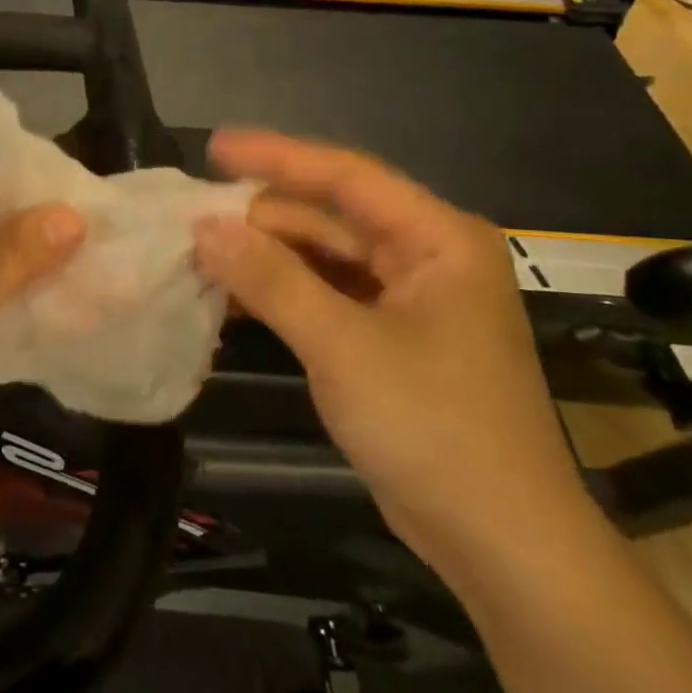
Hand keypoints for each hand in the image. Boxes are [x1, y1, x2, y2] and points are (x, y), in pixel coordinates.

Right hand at [192, 130, 594, 579]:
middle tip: (190, 217)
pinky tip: (231, 298)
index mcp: (437, 239)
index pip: (346, 177)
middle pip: (330, 218)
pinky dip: (281, 295)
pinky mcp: (390, 339)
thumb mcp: (343, 346)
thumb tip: (203, 227)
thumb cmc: (434, 428)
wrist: (501, 545)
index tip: (213, 147)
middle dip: (261, 217)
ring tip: (198, 253)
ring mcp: (408, 301)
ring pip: (323, 259)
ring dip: (265, 258)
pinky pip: (325, 297)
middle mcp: (426, 257)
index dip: (277, 157)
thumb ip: (271, 280)